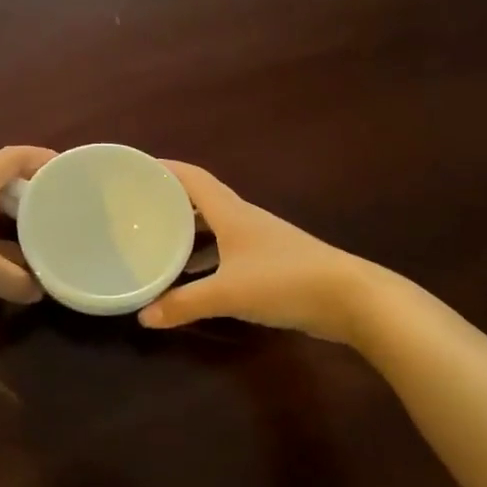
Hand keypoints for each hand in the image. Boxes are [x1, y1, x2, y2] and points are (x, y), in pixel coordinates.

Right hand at [138, 162, 364, 343]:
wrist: (351, 298)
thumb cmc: (285, 281)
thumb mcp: (228, 293)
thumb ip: (184, 304)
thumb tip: (143, 317)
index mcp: (231, 213)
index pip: (193, 179)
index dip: (165, 169)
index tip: (136, 169)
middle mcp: (244, 220)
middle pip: (201, 202)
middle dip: (171, 203)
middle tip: (138, 212)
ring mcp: (260, 242)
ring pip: (215, 229)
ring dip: (188, 234)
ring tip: (157, 244)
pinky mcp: (271, 264)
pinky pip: (227, 253)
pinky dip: (206, 260)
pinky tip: (193, 279)